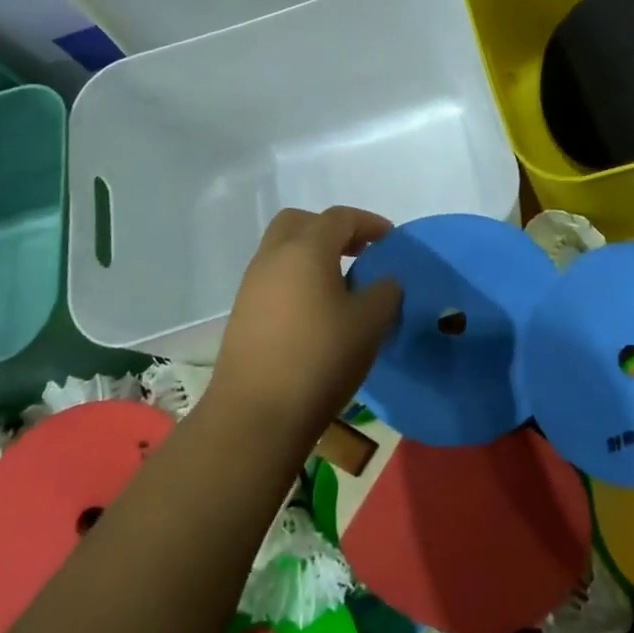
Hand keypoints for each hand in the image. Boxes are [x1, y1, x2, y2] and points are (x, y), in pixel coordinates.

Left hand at [208, 206, 402, 437]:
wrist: (256, 414)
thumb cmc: (320, 359)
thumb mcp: (369, 324)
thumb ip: (384, 292)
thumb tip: (383, 281)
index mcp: (305, 249)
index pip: (339, 218)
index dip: (368, 223)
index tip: (390, 239)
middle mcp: (273, 257)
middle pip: (300, 223)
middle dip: (331, 230)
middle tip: (359, 252)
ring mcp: (252, 285)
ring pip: (283, 250)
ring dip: (312, 255)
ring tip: (341, 285)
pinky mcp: (243, 313)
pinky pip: (274, 278)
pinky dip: (297, 279)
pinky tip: (316, 311)